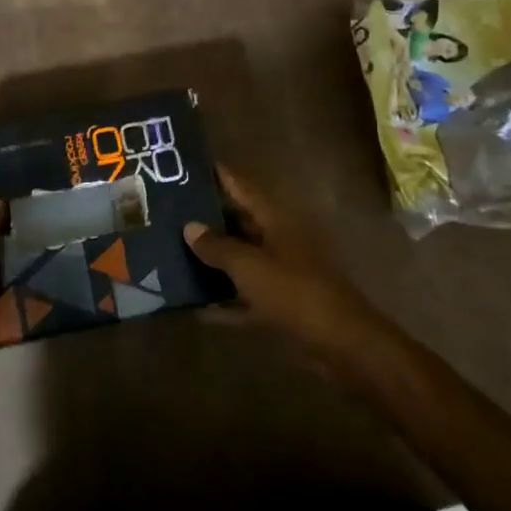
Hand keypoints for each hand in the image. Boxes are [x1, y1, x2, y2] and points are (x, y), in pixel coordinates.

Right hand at [184, 165, 379, 365]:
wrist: (343, 344)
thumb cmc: (295, 292)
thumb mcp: (249, 266)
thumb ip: (217, 246)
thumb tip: (189, 227)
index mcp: (275, 219)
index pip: (241, 186)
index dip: (216, 174)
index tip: (185, 165)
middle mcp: (279, 239)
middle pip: (239, 221)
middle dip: (206, 218)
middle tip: (167, 212)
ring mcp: (282, 271)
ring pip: (241, 258)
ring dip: (213, 259)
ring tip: (173, 252)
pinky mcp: (282, 303)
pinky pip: (246, 295)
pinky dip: (225, 301)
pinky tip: (197, 309)